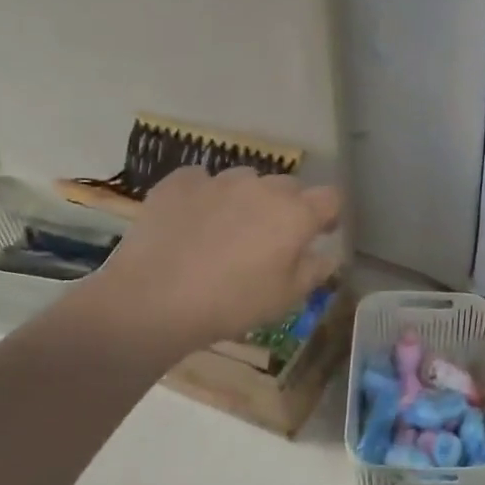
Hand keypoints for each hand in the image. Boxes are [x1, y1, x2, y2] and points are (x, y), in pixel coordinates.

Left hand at [86, 167, 341, 349]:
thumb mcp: (286, 298)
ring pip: (245, 180)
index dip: (328, 215)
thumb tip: (327, 255)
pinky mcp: (179, 182)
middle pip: (288, 186)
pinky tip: (193, 222)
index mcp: (294, 215)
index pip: (330, 198)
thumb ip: (314, 271)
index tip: (320, 233)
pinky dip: (205, 196)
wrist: (154, 300)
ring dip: (246, 199)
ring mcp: (217, 180)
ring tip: (228, 229)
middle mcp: (261, 187)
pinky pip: (202, 181)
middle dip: (287, 207)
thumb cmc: (232, 304)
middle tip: (271, 239)